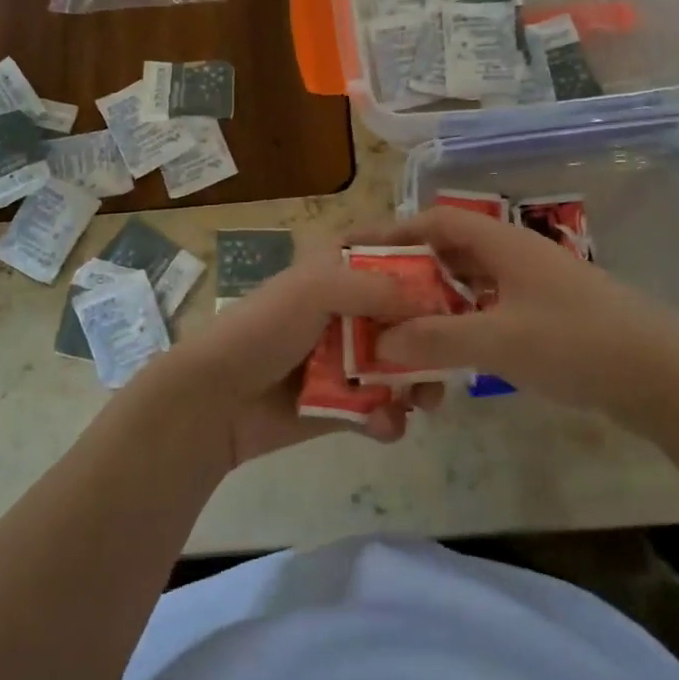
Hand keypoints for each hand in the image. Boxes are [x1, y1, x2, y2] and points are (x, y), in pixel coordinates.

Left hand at [134, 237, 444, 467]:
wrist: (216, 402)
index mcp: (336, 270)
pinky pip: (380, 408)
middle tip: (453, 357)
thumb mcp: (315, 291)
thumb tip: (428, 300)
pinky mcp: (342, 403)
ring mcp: (345, 358)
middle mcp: (346, 309)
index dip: (424, 263)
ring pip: (400, 365)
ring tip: (426, 402)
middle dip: (432, 336)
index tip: (462, 280)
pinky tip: (386, 426)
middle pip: (406, 314)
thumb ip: (374, 288)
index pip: (389, 253)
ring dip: (419, 383)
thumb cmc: (264, 330)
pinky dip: (388, 418)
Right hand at [363, 206, 678, 426]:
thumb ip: (435, 339)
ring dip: (438, 302)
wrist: (663, 377)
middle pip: (452, 250)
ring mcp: (537, 285)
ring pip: (473, 283)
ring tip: (405, 328)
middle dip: (412, 272)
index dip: (396, 231)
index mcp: (504, 244)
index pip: (437, 220)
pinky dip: (466, 323)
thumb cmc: (577, 344)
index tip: (360, 252)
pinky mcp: (551, 315)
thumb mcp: (498, 342)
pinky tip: (453, 352)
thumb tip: (381, 338)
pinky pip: (493, 308)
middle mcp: (517, 255)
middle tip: (375, 298)